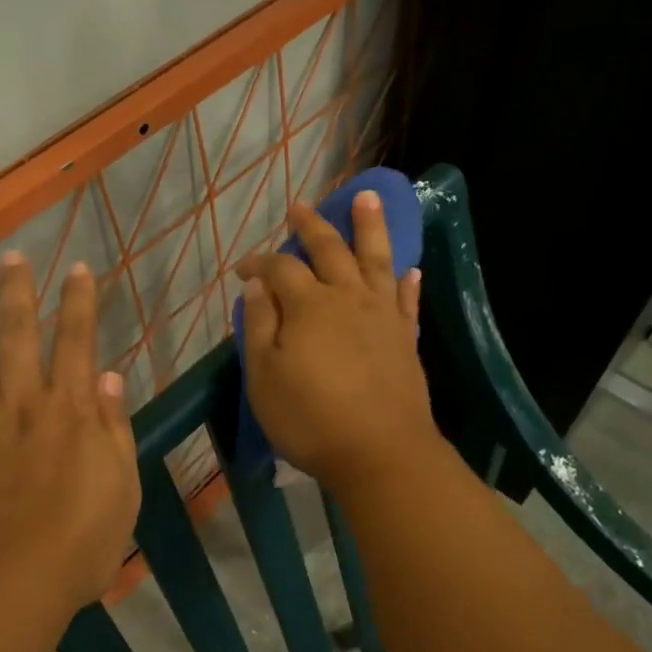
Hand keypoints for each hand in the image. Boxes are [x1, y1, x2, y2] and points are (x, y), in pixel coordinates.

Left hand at [0, 253, 141, 615]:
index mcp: (71, 411)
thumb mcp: (121, 490)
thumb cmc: (77, 546)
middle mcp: (23, 402)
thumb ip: (115, 430)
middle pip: (20, 333)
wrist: (5, 589)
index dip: (78, 302)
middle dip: (19, 290)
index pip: (77, 341)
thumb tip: (111, 378)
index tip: (77, 268)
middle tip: (13, 253)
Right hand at [235, 192, 440, 495]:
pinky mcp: (405, 338)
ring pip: (375, 259)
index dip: (258, 263)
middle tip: (300, 207)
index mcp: (308, 306)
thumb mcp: (264, 376)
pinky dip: (407, 281)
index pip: (279, 269)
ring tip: (366, 198)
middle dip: (312, 226)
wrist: (381, 453)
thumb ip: (260, 324)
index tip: (241, 268)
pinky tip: (409, 268)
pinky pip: (406, 300)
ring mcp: (382, 316)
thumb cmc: (311, 419)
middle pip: (329, 250)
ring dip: (369, 226)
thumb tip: (257, 283)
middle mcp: (347, 298)